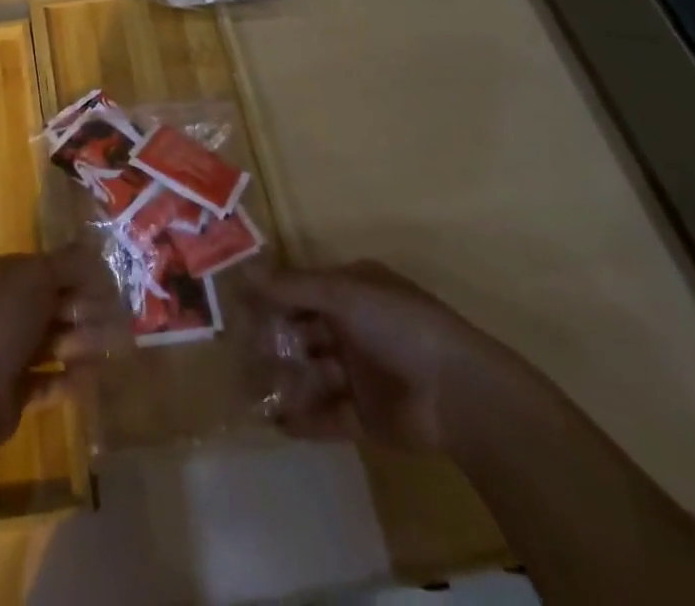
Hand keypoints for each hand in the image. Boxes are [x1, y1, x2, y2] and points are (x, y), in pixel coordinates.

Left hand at [0, 244, 116, 449]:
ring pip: (50, 342)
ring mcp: (3, 351)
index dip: (75, 275)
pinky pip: (46, 379)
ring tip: (106, 350)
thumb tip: (94, 248)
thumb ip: (68, 263)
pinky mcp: (10, 390)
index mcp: (0, 276)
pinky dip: (67, 379)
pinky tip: (89, 378)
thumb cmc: (2, 318)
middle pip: (49, 306)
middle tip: (113, 319)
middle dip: (82, 312)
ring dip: (79, 344)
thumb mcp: (38, 276)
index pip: (44, 269)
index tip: (107, 285)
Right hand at [255, 261, 533, 453]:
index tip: (236, 306)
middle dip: (274, 340)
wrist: (458, 394)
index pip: (303, 289)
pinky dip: (304, 418)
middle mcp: (355, 327)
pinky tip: (276, 421)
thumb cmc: (397, 324)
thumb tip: (242, 273)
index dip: (272, 296)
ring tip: (251, 388)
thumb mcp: (342, 293)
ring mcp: (362, 373)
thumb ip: (292, 286)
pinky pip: (328, 415)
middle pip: (304, 331)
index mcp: (353, 291)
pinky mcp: (367, 417)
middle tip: (237, 350)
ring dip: (285, 379)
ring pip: (313, 373)